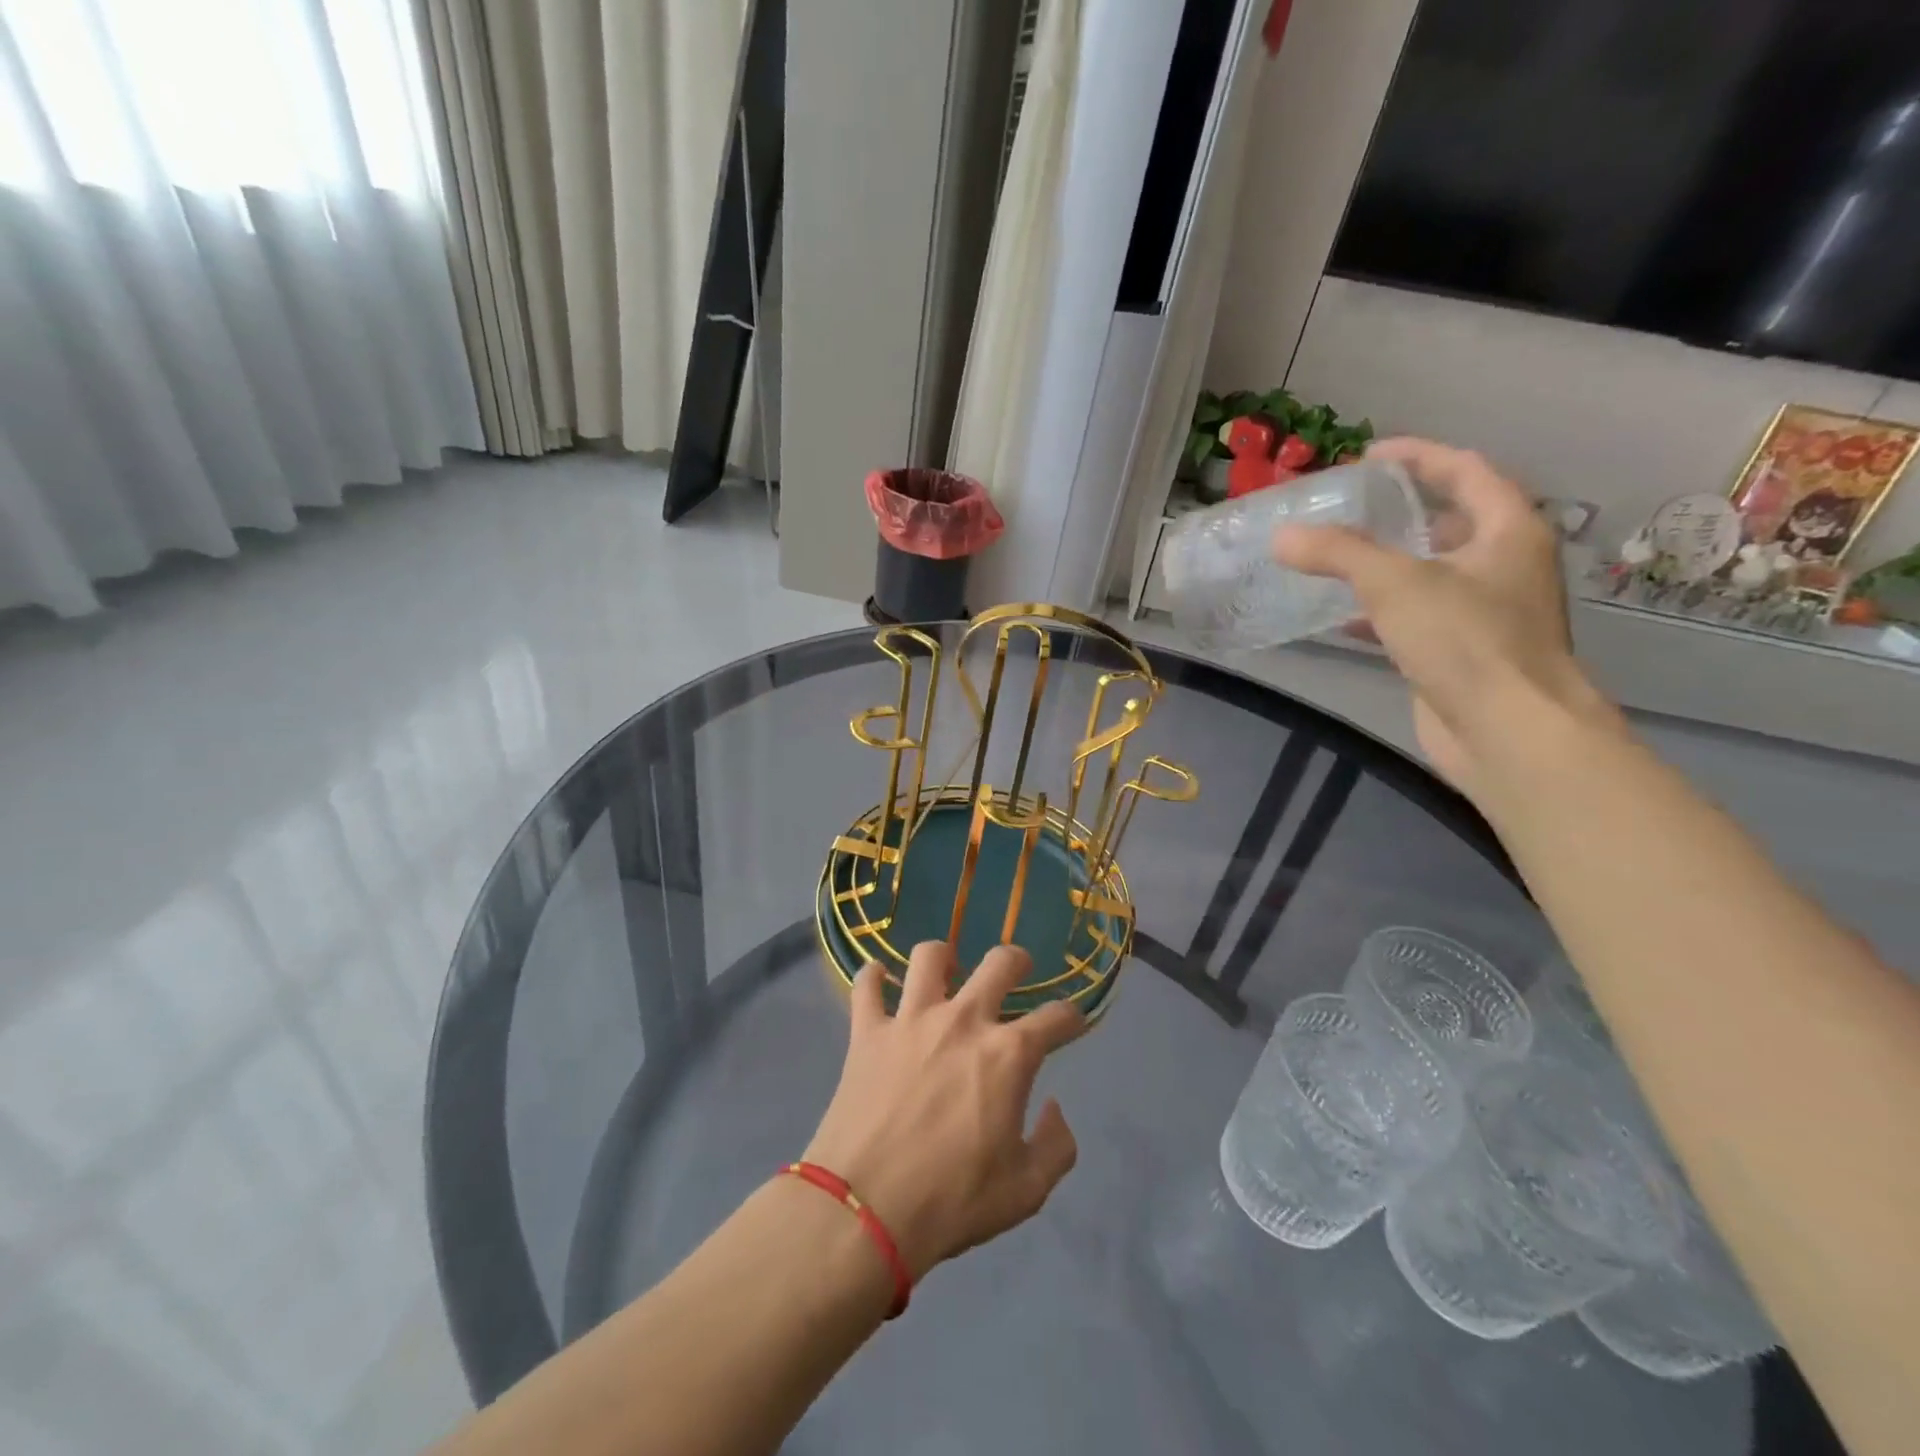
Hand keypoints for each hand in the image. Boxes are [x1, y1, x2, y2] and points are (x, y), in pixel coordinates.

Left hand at [803, 942, 1087, 1281]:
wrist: (865, 1211)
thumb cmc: (952, 1202)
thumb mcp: (1026, 1190)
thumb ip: (1056, 1146)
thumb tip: (1054, 1109)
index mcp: (1009, 1055)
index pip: (1057, 1017)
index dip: (1071, 1017)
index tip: (1071, 1024)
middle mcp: (964, 1021)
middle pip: (1000, 962)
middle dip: (1017, 961)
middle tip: (1016, 973)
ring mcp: (911, 1020)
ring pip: (930, 956)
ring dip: (944, 958)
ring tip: (946, 972)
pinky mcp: (867, 1031)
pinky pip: (866, 985)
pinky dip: (873, 977)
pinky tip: (879, 981)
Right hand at [1274, 437, 1617, 792]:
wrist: (1509, 732)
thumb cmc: (1466, 641)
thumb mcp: (1395, 584)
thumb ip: (1337, 554)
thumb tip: (1281, 535)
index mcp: (1508, 531)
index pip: (1465, 470)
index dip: (1418, 456)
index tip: (1368, 456)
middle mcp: (1505, 565)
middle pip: (1451, 521)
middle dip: (1400, 511)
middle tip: (1347, 508)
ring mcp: (1486, 612)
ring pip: (1430, 572)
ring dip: (1386, 563)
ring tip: (1335, 557)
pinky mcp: (1463, 653)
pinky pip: (1417, 617)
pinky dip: (1381, 612)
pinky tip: (1342, 618)